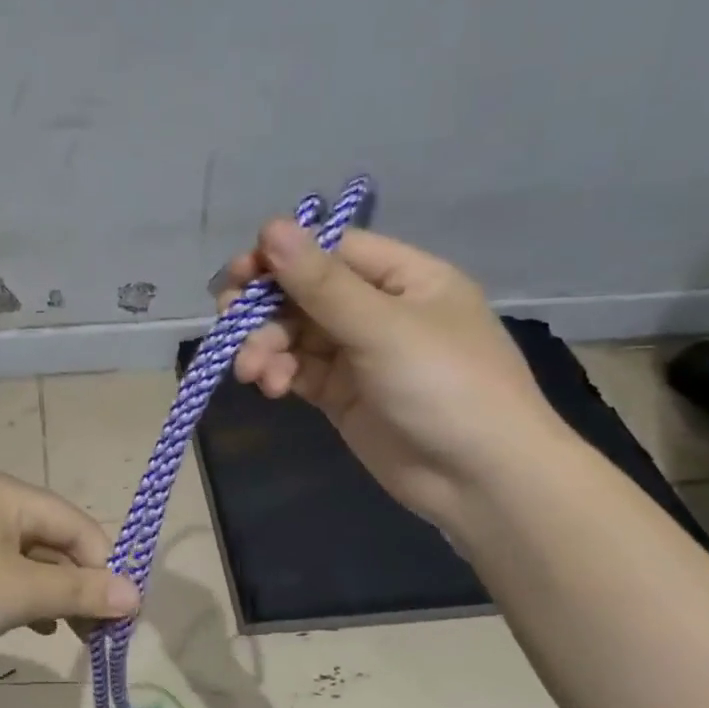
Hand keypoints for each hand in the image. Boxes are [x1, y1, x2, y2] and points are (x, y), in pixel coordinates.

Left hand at [0, 472, 139, 662]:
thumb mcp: (20, 593)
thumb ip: (79, 591)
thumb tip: (137, 595)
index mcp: (9, 494)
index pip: (78, 525)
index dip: (104, 569)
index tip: (121, 617)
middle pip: (54, 538)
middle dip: (79, 583)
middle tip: (98, 631)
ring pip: (28, 557)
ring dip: (53, 592)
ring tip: (72, 632)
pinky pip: (0, 569)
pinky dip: (22, 594)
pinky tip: (33, 625)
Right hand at [221, 219, 565, 526]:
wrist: (480, 481)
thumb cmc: (444, 386)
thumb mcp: (382, 328)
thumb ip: (321, 282)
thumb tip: (271, 226)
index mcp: (404, 278)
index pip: (332, 251)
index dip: (283, 257)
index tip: (240, 272)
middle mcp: (379, 309)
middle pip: (305, 293)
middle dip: (265, 307)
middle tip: (227, 317)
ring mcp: (359, 354)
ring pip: (294, 334)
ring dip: (265, 346)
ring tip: (251, 371)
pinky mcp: (341, 394)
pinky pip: (298, 370)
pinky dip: (278, 374)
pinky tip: (270, 387)